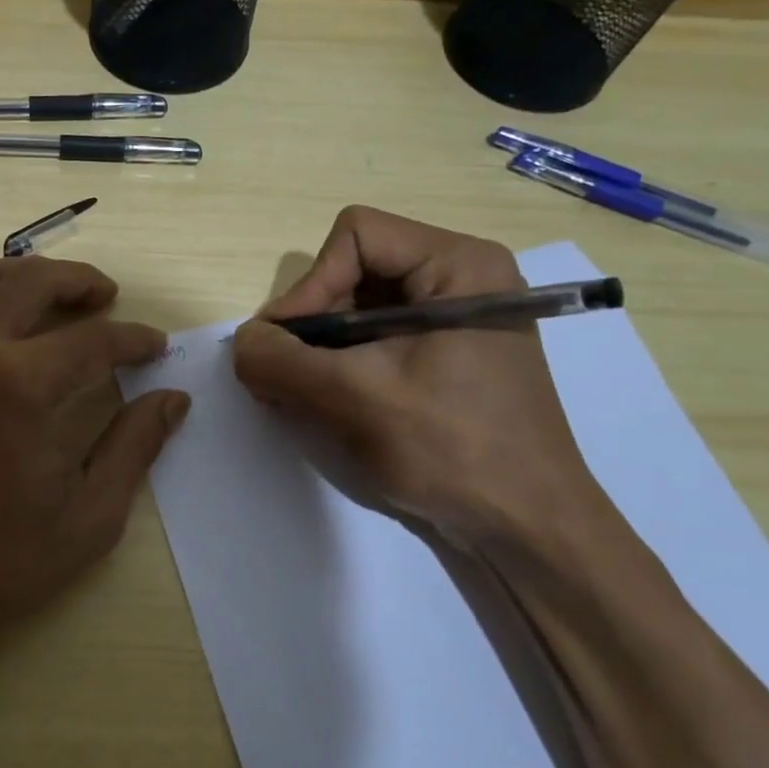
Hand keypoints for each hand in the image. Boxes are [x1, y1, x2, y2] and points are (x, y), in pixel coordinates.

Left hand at [0, 256, 188, 686]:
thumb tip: (173, 400)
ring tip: (52, 294)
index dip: (133, 340)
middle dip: (80, 282)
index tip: (154, 346)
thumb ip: (134, 448)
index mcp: (21, 386)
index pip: (94, 341)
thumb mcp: (87, 517)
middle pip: (32, 283)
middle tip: (107, 296)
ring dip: (23, 276)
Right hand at [231, 206, 607, 543]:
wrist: (527, 530)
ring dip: (320, 349)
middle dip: (312, 323)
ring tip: (301, 394)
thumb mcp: (355, 399)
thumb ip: (282, 362)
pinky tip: (329, 403)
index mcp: (458, 265)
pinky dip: (340, 365)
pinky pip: (374, 339)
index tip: (287, 345)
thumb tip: (241, 343)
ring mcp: (453, 319)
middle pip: (353, 271)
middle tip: (285, 374)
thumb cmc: (454, 450)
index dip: (311, 285)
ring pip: (357, 308)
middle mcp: (459, 279)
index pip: (355, 237)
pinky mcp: (444, 356)